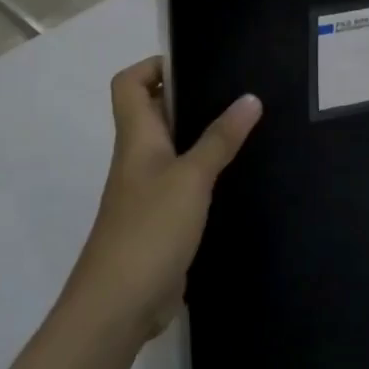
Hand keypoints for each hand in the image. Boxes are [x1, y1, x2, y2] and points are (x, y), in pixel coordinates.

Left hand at [65, 57, 261, 338]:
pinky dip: (206, 174)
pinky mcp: (162, 221)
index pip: (130, 83)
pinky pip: (184, 184)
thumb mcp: (191, 178)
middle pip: (154, 112)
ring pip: (174, 149)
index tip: (197, 63)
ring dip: (202, 135)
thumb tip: (250, 98)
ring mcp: (148, 191)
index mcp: (137, 138)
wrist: (118, 305)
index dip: (154, 66)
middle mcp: (138, 158)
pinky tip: (238, 175)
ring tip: (247, 125)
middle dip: (190, 96)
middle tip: (237, 89)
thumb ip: (220, 138)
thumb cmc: (149, 228)